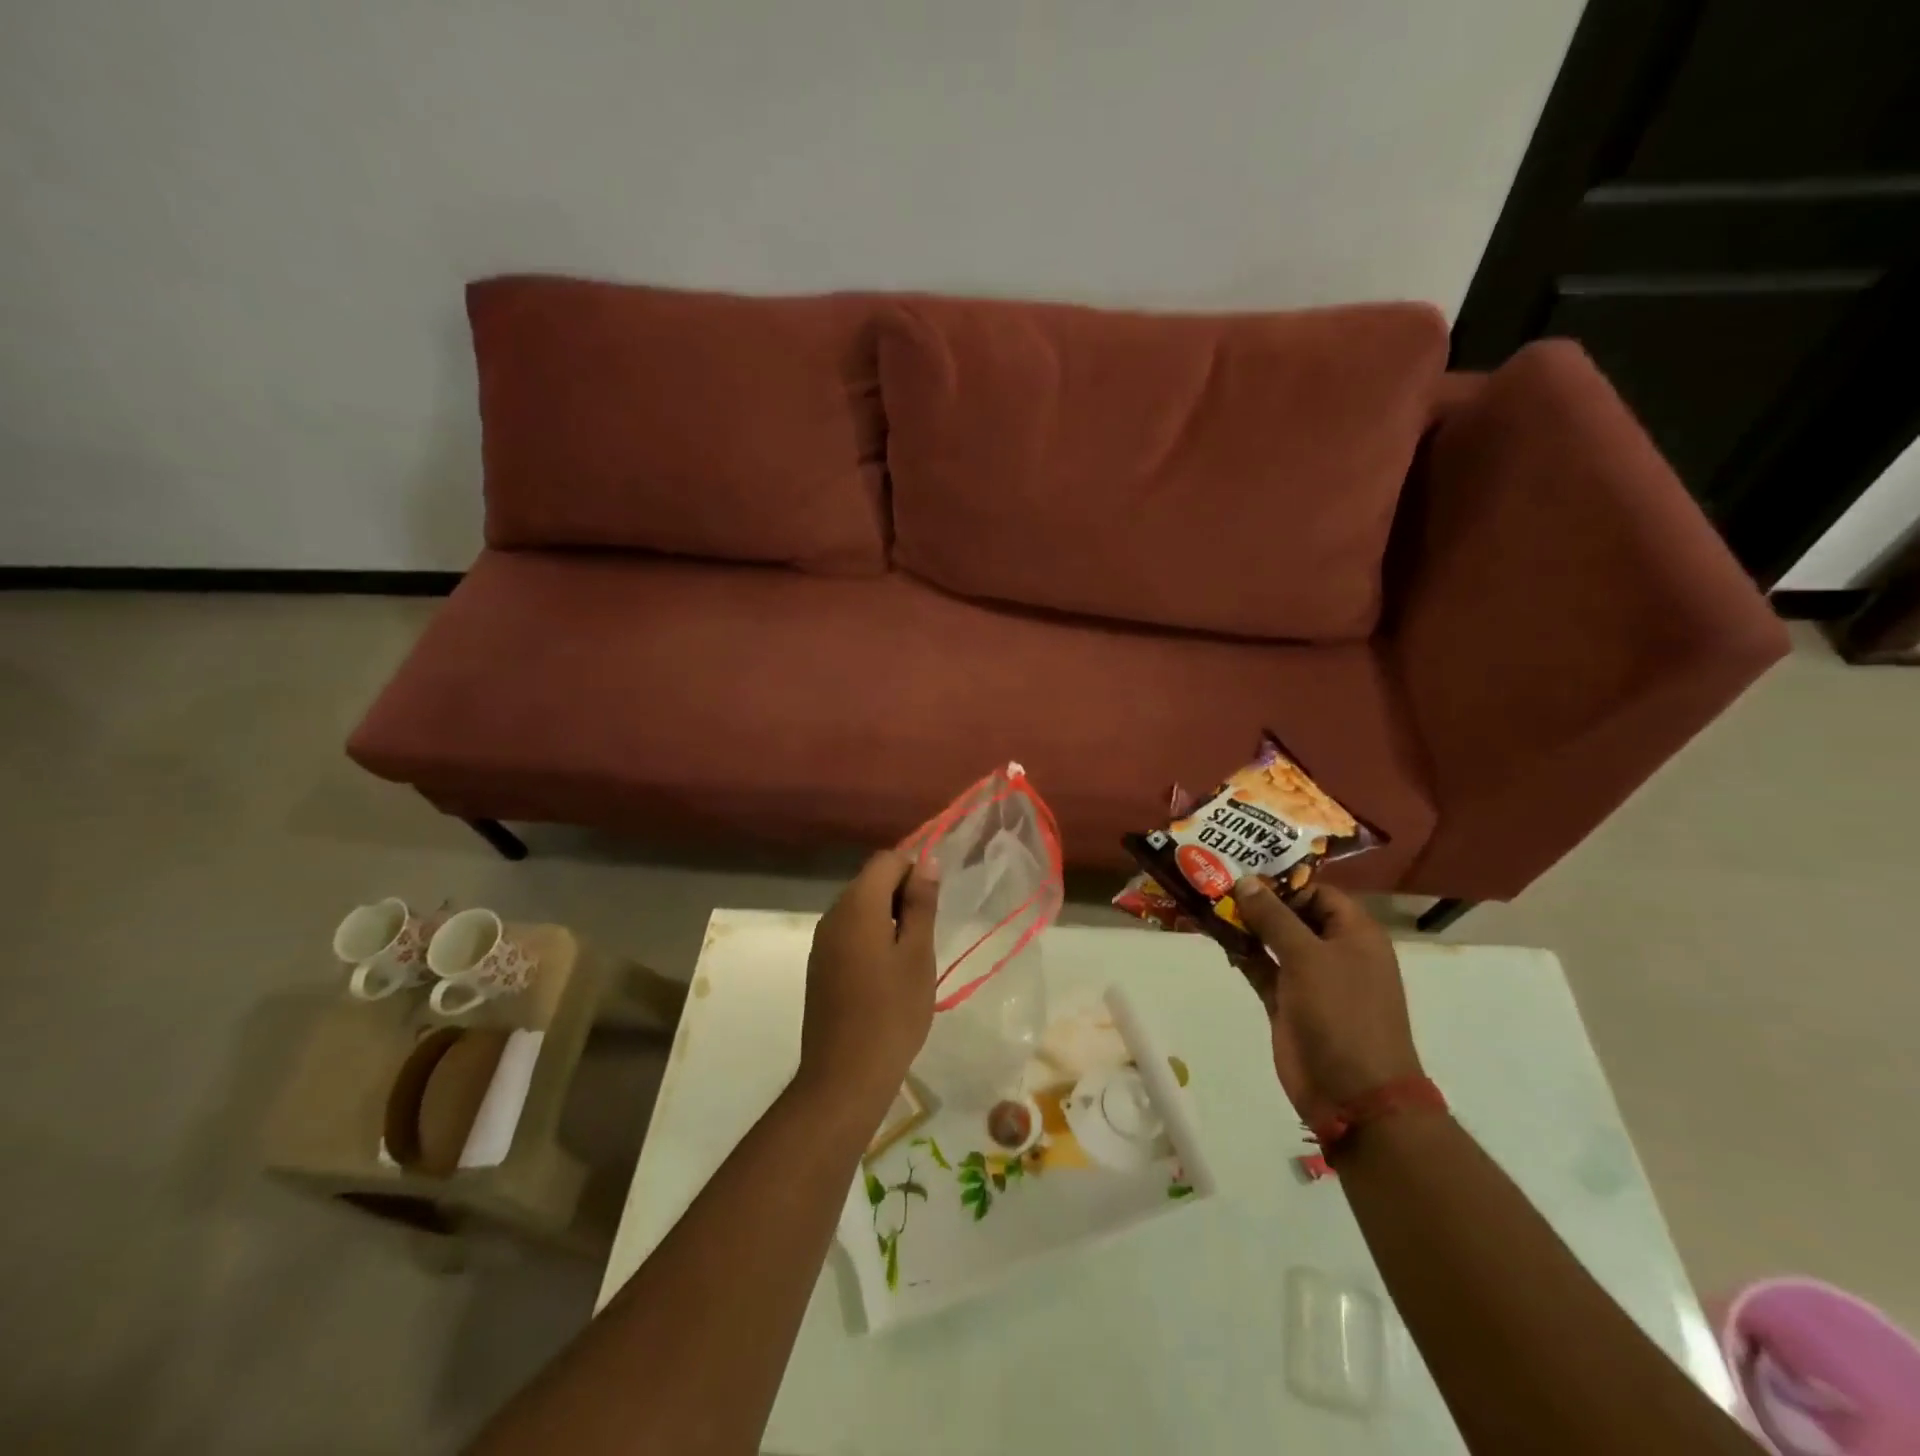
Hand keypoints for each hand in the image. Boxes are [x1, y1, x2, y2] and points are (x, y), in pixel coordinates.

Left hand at [797, 850, 939, 1112]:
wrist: (845, 1076)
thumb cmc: (892, 1013)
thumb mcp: (918, 954)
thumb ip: (921, 903)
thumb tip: (925, 861)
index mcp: (857, 906)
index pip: (887, 860)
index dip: (914, 870)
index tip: (933, 904)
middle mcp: (833, 915)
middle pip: (870, 881)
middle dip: (901, 894)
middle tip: (926, 933)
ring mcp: (822, 942)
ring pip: (860, 907)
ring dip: (888, 917)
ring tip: (911, 955)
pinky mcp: (820, 966)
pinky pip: (849, 932)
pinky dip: (871, 937)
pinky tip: (887, 973)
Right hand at [1229, 877, 1423, 1121]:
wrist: (1353, 1093)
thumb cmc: (1341, 1013)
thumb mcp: (1307, 956)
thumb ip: (1274, 917)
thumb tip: (1245, 881)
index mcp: (1354, 933)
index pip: (1317, 891)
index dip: (1282, 879)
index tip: (1241, 869)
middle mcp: (1333, 950)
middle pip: (1292, 913)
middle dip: (1256, 899)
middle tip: (1214, 878)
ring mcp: (1309, 978)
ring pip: (1272, 940)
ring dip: (1244, 924)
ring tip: (1205, 900)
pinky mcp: (1287, 1002)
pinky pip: (1261, 967)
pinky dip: (1241, 953)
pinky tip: (1214, 935)